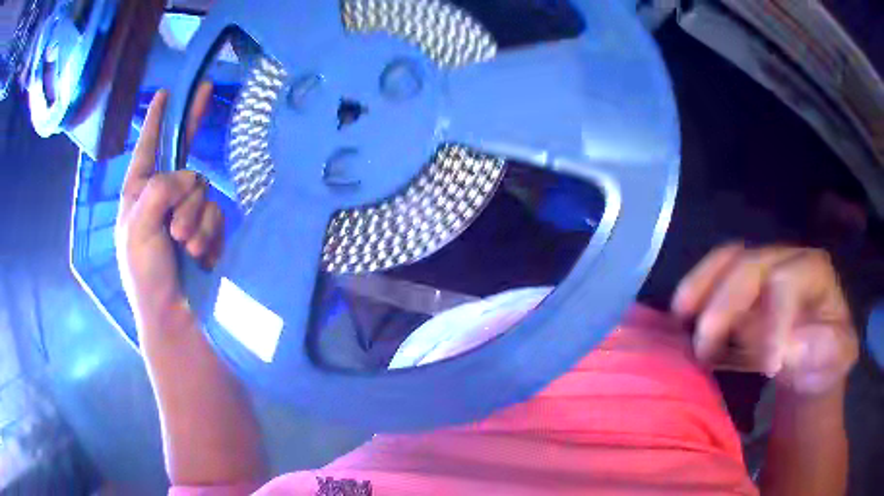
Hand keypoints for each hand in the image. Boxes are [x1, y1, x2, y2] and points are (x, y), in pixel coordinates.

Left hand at [115, 86, 221, 325]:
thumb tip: (190, 178)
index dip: (159, 119)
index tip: (168, 93)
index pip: (150, 145)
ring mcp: (186, 211)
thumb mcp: (138, 227)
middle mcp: (163, 195)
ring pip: (203, 192)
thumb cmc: (144, 272)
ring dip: (195, 221)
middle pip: (185, 162)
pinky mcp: (206, 228)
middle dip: (184, 192)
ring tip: (185, 248)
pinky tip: (199, 255)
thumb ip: (160, 190)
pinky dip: (208, 234)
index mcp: (139, 191)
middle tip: (180, 209)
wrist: (173, 313)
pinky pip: (215, 215)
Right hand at [672, 244, 857, 395]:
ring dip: (701, 287)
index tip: (767, 367)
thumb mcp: (840, 356)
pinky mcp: (743, 284)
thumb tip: (790, 348)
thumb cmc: (828, 355)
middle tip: (705, 347)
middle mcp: (785, 259)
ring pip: (728, 261)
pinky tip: (682, 313)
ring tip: (681, 317)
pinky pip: (716, 273)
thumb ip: (826, 349)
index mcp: (814, 270)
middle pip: (750, 266)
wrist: (815, 355)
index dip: (774, 321)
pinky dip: (697, 289)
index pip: (787, 282)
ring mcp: (762, 267)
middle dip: (726, 305)